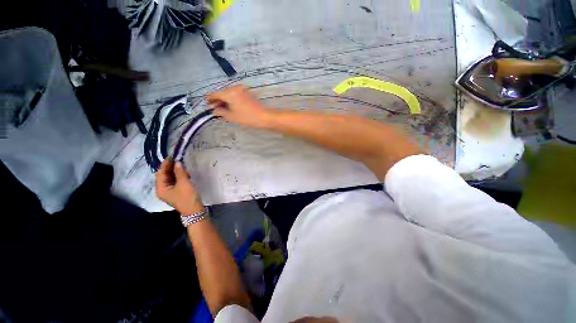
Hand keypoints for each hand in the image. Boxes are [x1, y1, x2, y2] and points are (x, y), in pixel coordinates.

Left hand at [156, 159, 203, 214]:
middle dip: (172, 168)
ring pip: (171, 178)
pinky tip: (186, 174)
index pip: (161, 173)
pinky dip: (179, 176)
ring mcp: (169, 191)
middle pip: (164, 175)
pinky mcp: (176, 191)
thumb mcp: (184, 183)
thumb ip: (180, 172)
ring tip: (185, 170)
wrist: (194, 210)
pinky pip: (175, 181)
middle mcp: (163, 189)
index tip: (172, 156)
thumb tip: (177, 162)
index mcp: (161, 188)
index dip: (165, 164)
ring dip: (177, 172)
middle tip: (179, 161)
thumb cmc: (187, 197)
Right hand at [206, 85, 272, 128]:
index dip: (209, 99)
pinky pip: (235, 94)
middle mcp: (235, 88)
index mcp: (229, 93)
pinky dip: (231, 99)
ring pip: (229, 93)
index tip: (207, 103)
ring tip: (223, 108)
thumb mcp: (232, 116)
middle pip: (222, 92)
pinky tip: (231, 106)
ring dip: (225, 99)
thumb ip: (220, 112)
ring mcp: (242, 89)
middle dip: (218, 100)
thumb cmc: (247, 117)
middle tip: (215, 108)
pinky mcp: (247, 92)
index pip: (215, 94)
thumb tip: (214, 110)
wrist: (263, 116)